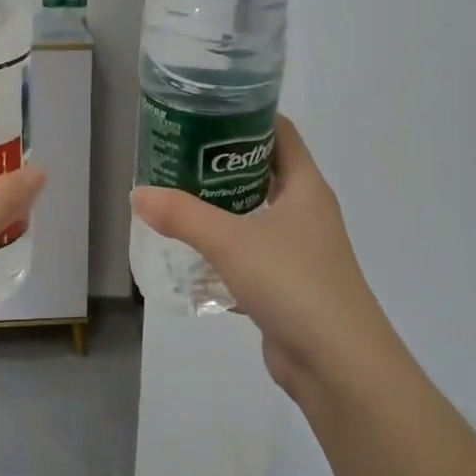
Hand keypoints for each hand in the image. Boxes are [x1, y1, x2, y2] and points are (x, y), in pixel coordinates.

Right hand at [131, 114, 394, 402]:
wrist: (337, 364)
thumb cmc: (293, 283)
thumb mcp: (230, 241)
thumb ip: (182, 215)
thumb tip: (138, 193)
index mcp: (305, 188)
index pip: (280, 133)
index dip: (247, 116)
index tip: (205, 110)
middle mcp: (305, 213)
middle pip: (263, 172)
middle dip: (221, 163)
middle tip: (177, 155)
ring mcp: (299, 251)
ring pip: (254, 216)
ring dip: (220, 208)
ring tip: (175, 198)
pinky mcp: (287, 285)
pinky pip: (250, 255)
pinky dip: (223, 251)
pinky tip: (190, 254)